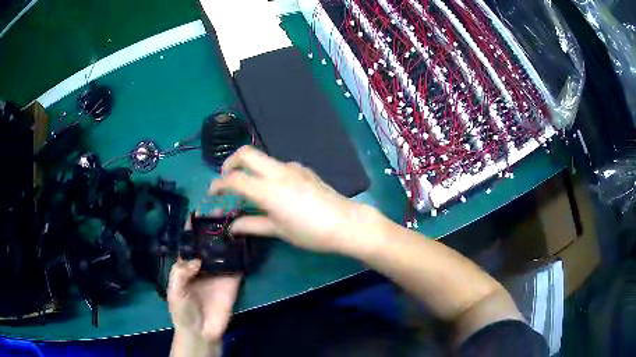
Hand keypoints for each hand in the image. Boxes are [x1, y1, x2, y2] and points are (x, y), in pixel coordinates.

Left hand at [168, 210, 240, 349]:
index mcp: (185, 264)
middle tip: (220, 210)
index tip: (197, 211)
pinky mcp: (232, 280)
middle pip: (207, 242)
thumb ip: (181, 273)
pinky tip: (245, 238)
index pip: (188, 242)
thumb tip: (196, 259)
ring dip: (227, 236)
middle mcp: (202, 264)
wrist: (201, 331)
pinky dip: (241, 252)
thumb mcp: (174, 291)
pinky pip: (237, 265)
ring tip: (234, 218)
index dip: (191, 228)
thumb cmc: (182, 310)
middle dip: (212, 227)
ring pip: (223, 250)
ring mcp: (218, 272)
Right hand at [208, 146, 379, 254]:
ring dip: (250, 168)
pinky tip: (275, 190)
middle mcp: (277, 172)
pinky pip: (278, 166)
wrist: (346, 222)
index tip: (212, 192)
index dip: (218, 184)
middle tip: (226, 179)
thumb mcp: (279, 231)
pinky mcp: (304, 170)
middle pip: (246, 153)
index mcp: (267, 189)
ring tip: (250, 189)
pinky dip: (267, 172)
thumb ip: (252, 225)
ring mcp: (292, 168)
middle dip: (230, 162)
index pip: (234, 179)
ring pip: (263, 159)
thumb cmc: (310, 232)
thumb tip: (232, 226)